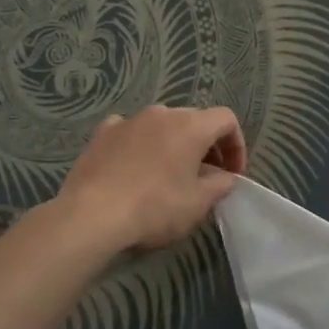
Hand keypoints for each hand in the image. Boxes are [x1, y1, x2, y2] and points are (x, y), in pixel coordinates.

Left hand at [54, 105, 246, 251]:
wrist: (92, 215)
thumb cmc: (155, 208)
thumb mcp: (198, 203)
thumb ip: (221, 185)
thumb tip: (227, 177)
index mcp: (191, 126)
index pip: (226, 120)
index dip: (236, 145)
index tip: (232, 174)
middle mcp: (162, 113)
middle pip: (195, 120)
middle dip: (207, 146)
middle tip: (207, 176)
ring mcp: (129, 120)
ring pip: (162, 125)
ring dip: (174, 144)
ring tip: (170, 174)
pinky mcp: (102, 133)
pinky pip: (131, 131)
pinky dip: (141, 144)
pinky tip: (135, 166)